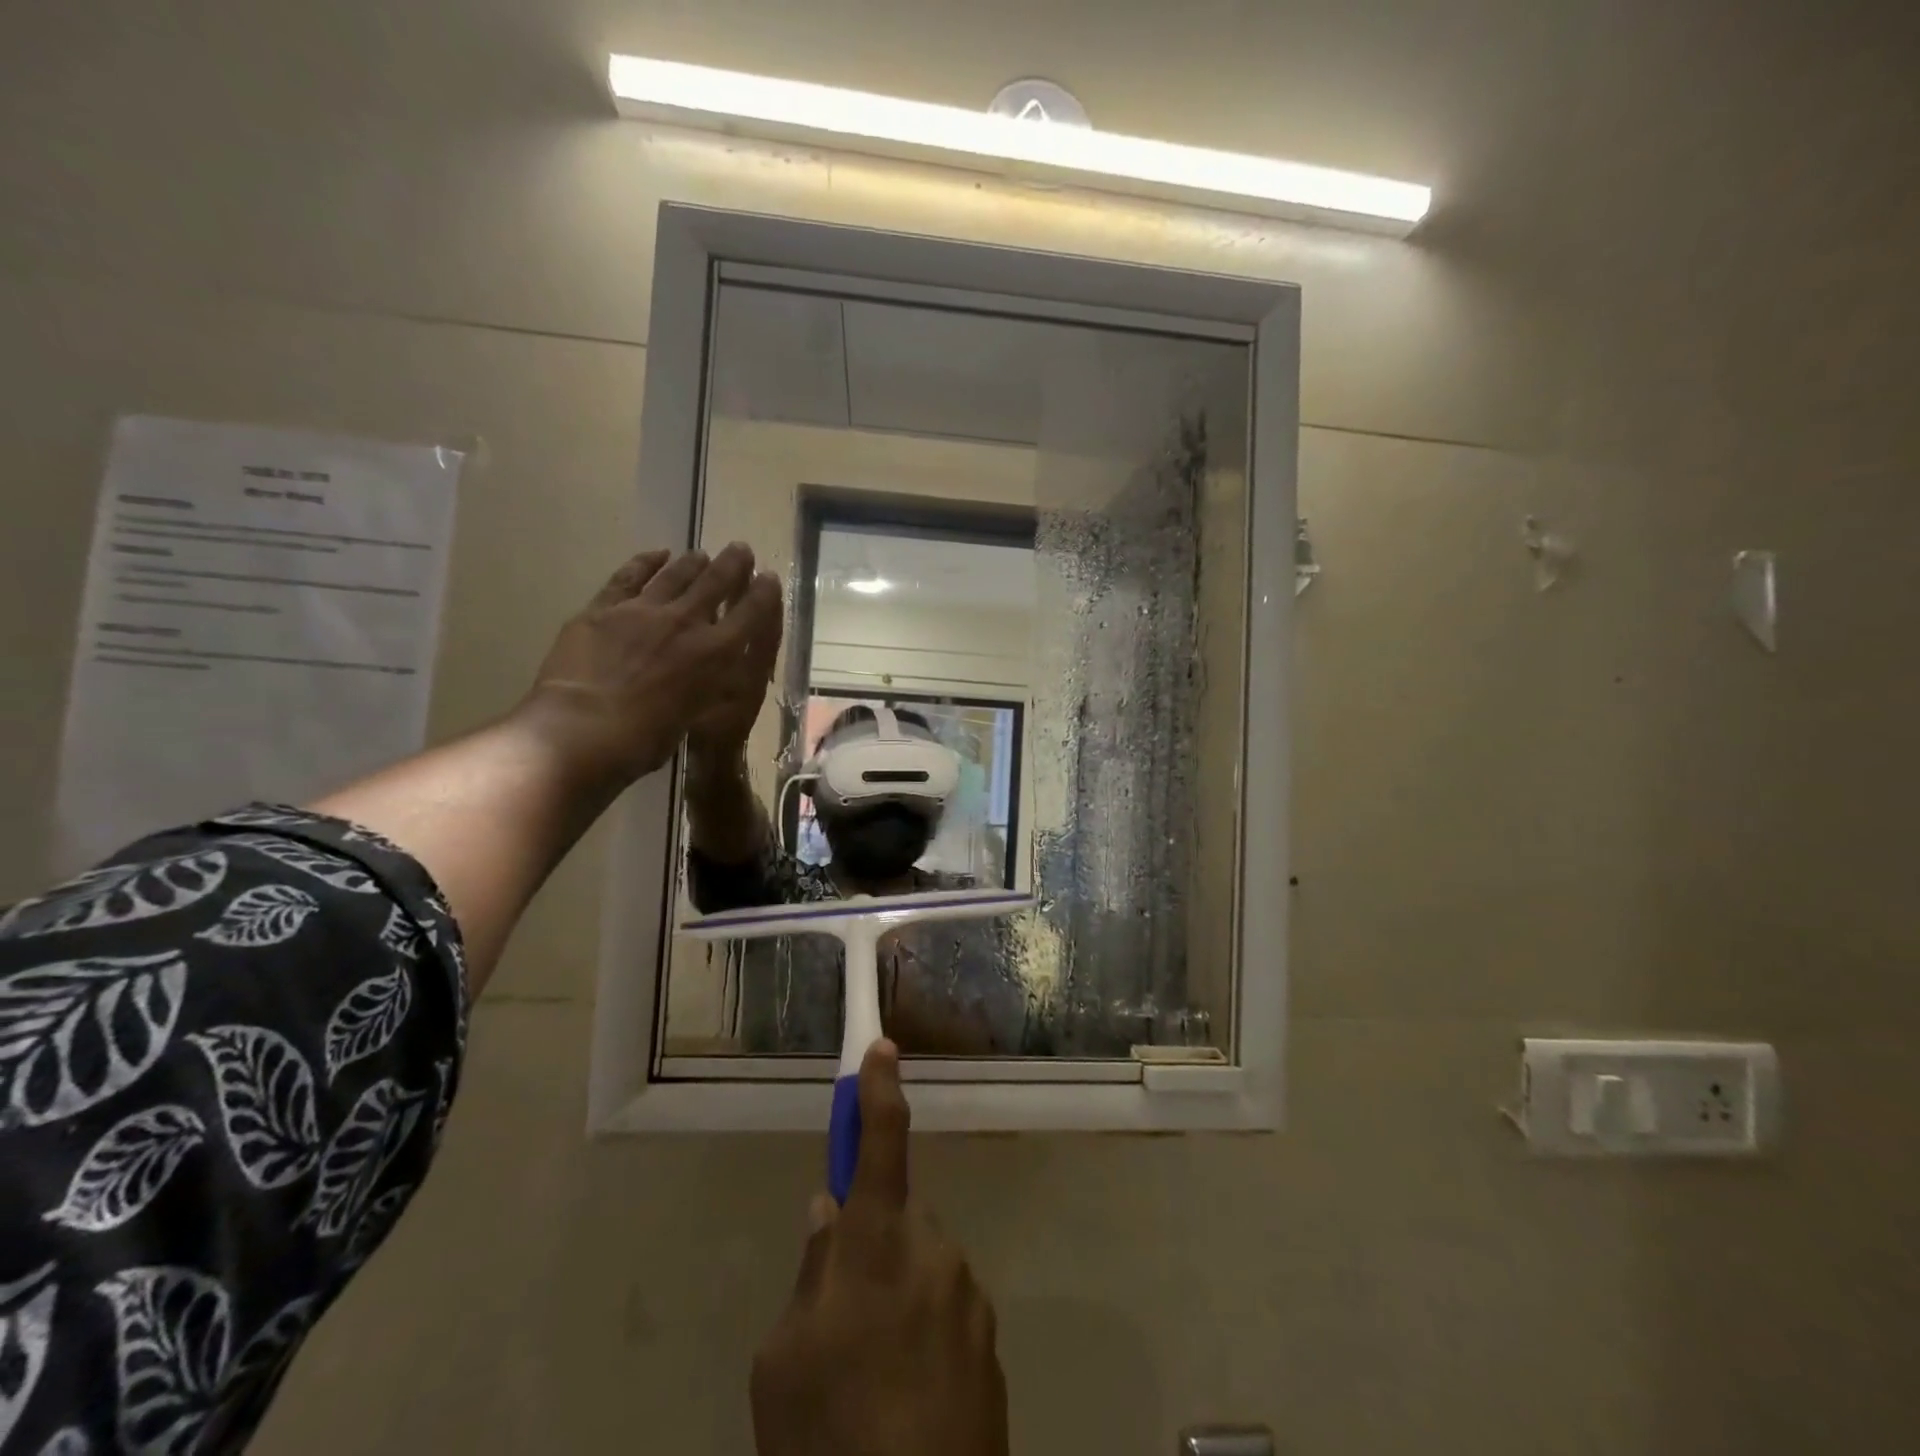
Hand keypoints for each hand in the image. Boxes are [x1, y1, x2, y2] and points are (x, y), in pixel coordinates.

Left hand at [523, 544, 783, 787]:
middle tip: (741, 550)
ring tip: (702, 554)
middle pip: (715, 582)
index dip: (762, 593)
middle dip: (732, 564)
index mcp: (715, 653)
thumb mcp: (693, 715)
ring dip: (692, 562)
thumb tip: (702, 675)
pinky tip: (656, 555)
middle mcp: (685, 622)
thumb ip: (702, 686)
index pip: (750, 614)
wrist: (582, 729)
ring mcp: (642, 610)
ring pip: (675, 575)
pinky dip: (645, 563)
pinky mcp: (603, 608)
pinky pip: (629, 577)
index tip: (769, 578)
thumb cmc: (645, 739)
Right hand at [751, 1042, 1007, 1455]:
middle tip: (841, 1318)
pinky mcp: (991, 1346)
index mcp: (877, 1242)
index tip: (882, 1047)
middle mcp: (934, 1250)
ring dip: (897, 1298)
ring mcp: (970, 1298)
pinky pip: (947, 1315)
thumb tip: (829, 1214)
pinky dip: (924, 1339)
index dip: (879, 1088)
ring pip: (922, 1270)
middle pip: (897, 1220)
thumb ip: (811, 1274)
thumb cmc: (827, 1435)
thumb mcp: (783, 1360)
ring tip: (870, 1379)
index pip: (880, 1140)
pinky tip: (904, 1403)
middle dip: (872, 1244)